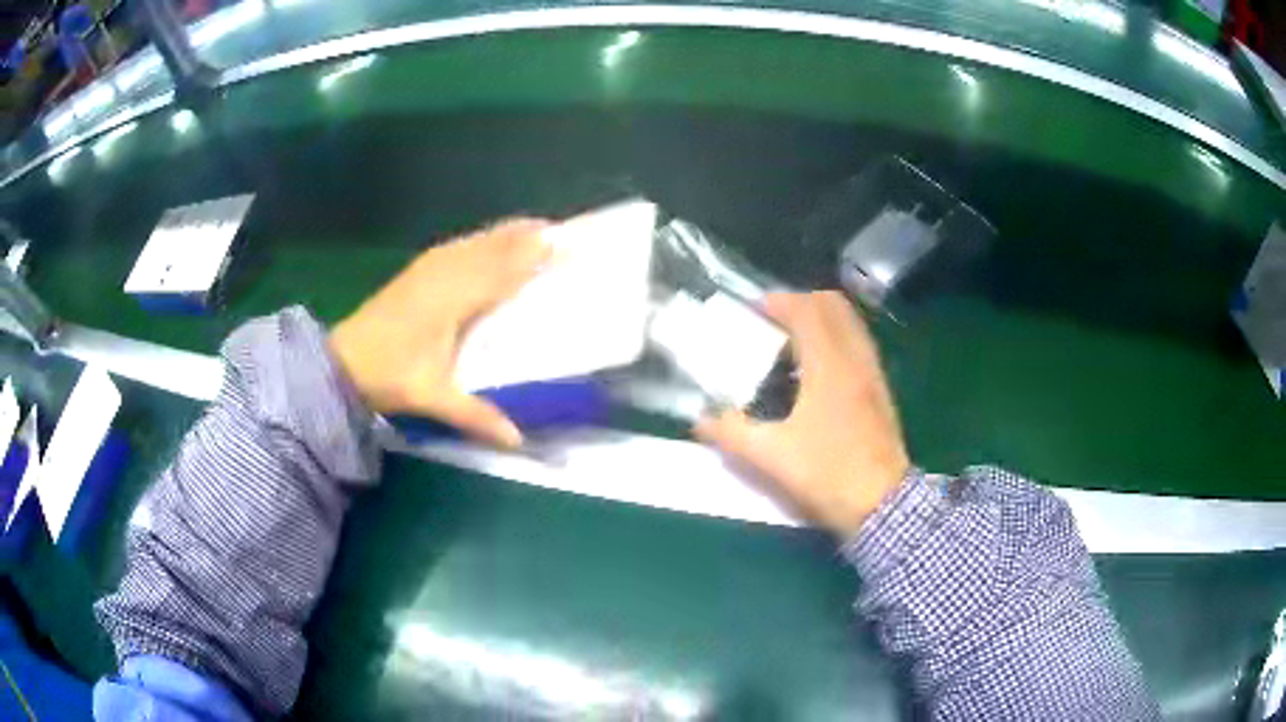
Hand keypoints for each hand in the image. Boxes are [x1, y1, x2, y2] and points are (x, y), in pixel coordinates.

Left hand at [329, 219, 549, 448]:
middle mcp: (444, 273)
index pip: (503, 269)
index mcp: (453, 298)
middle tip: (563, 232)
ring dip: (507, 233)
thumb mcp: (432, 396)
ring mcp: (429, 268)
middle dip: (527, 236)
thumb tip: (517, 441)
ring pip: (476, 240)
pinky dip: (483, 239)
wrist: (341, 363)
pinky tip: (490, 241)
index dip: (536, 256)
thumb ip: (476, 415)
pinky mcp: (418, 270)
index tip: (569, 246)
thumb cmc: (389, 375)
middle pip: (493, 245)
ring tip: (536, 229)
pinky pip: (460, 245)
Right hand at [695, 292, 909, 537]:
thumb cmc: (827, 473)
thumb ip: (732, 434)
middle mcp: (855, 359)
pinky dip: (837, 339)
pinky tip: (818, 370)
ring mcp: (872, 373)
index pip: (807, 310)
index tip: (755, 310)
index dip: (779, 302)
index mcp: (828, 365)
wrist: (882, 504)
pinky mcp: (881, 391)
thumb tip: (701, 421)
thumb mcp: (771, 457)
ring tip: (794, 342)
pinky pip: (858, 344)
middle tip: (775, 320)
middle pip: (834, 306)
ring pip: (850, 324)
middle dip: (802, 303)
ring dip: (822, 320)